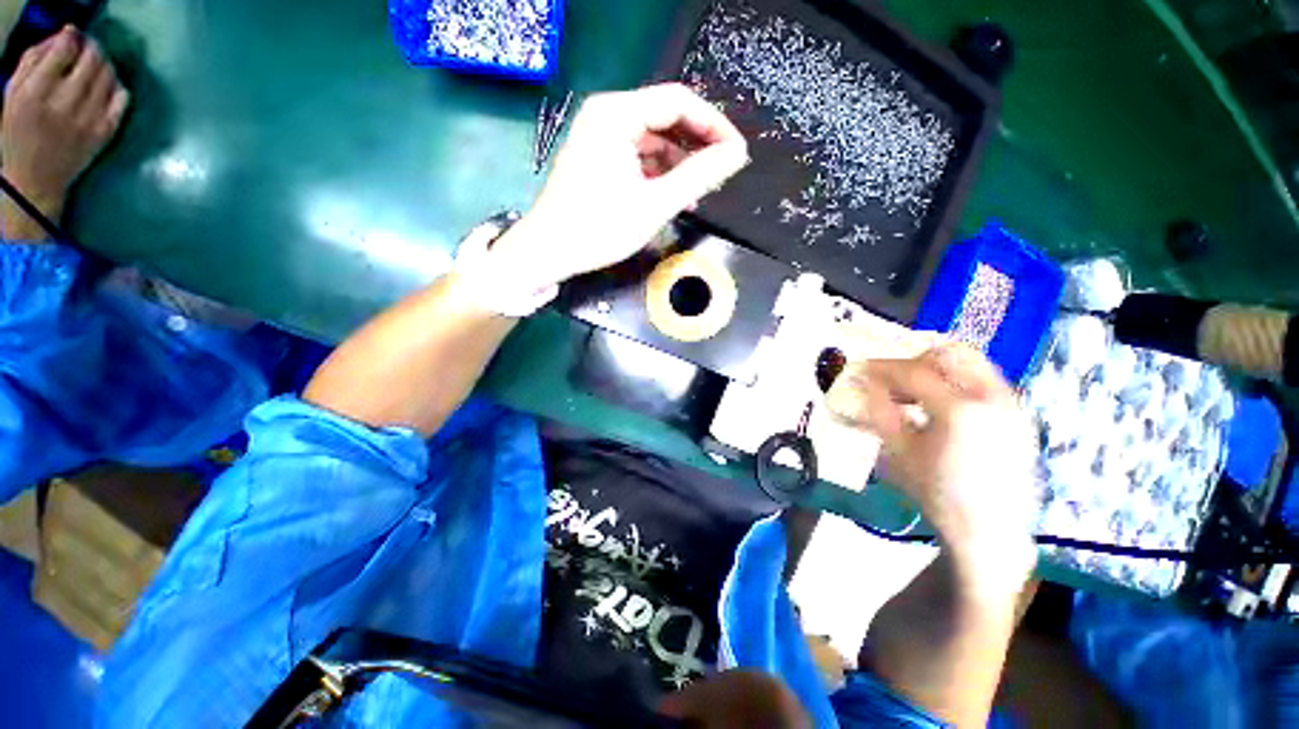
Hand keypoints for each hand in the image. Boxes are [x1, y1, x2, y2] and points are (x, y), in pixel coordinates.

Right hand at [2, 26, 129, 223]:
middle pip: (92, 60)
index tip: (73, 36)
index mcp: (36, 93)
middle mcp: (65, 104)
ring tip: (96, 67)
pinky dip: (118, 86)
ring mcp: (88, 119)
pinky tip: (108, 88)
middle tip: (87, 49)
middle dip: (92, 49)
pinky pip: (122, 99)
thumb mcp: (12, 95)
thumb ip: (33, 63)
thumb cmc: (17, 135)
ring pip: (109, 76)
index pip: (64, 50)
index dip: (72, 37)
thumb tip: (62, 38)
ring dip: (105, 65)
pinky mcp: (105, 133)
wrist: (34, 181)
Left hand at [493, 83, 747, 289]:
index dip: (714, 125)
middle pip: (666, 118)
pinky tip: (675, 195)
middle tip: (722, 172)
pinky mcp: (599, 157)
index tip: (737, 153)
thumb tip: (736, 154)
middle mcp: (607, 114)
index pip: (679, 102)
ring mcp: (600, 136)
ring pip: (654, 140)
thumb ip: (699, 176)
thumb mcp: (654, 204)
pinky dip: (660, 173)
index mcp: (617, 114)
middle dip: (697, 145)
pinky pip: (639, 156)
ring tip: (701, 190)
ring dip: (680, 163)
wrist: (549, 252)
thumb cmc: (598, 229)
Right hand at [829, 345, 1039, 590]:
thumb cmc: (937, 493)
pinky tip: (939, 406)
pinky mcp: (1018, 415)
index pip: (912, 372)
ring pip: (972, 363)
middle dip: (915, 358)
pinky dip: (956, 382)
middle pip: (952, 353)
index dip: (881, 368)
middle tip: (892, 376)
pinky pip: (984, 381)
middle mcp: (992, 398)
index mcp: (959, 410)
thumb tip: (860, 383)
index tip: (859, 370)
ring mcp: (1011, 404)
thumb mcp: (897, 452)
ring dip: (937, 369)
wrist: (989, 531)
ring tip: (914, 392)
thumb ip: (878, 411)